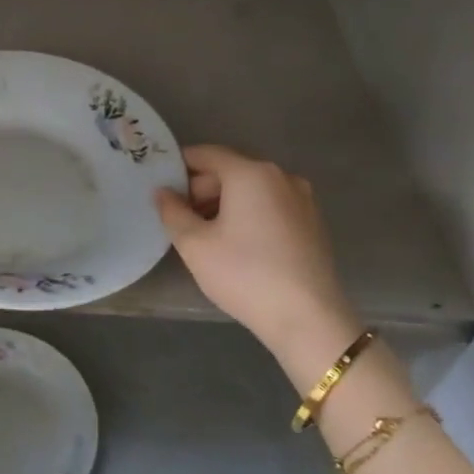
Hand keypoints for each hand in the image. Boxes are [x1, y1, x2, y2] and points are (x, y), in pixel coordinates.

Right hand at [156, 146, 361, 383]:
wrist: (308, 319)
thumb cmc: (244, 274)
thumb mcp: (194, 244)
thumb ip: (172, 212)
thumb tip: (162, 192)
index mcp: (250, 173)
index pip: (206, 154)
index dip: (178, 166)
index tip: (160, 187)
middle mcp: (280, 176)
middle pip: (230, 170)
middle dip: (201, 189)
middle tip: (180, 217)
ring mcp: (302, 199)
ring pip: (251, 190)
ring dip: (224, 203)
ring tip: (205, 234)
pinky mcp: (312, 223)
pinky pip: (271, 206)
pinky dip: (249, 214)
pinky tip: (237, 244)